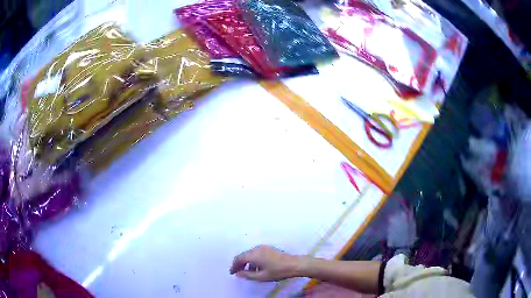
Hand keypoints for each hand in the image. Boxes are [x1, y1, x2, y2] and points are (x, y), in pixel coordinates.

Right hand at [229, 245, 302, 280]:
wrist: (294, 264)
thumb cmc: (277, 271)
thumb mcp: (262, 276)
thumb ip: (248, 275)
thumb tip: (238, 273)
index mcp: (254, 255)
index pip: (239, 258)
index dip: (234, 266)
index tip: (232, 273)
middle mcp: (257, 249)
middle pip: (244, 255)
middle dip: (239, 263)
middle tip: (237, 272)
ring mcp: (263, 247)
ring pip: (250, 254)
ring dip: (247, 262)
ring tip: (248, 272)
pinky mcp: (269, 248)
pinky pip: (256, 253)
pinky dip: (253, 259)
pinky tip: (258, 267)